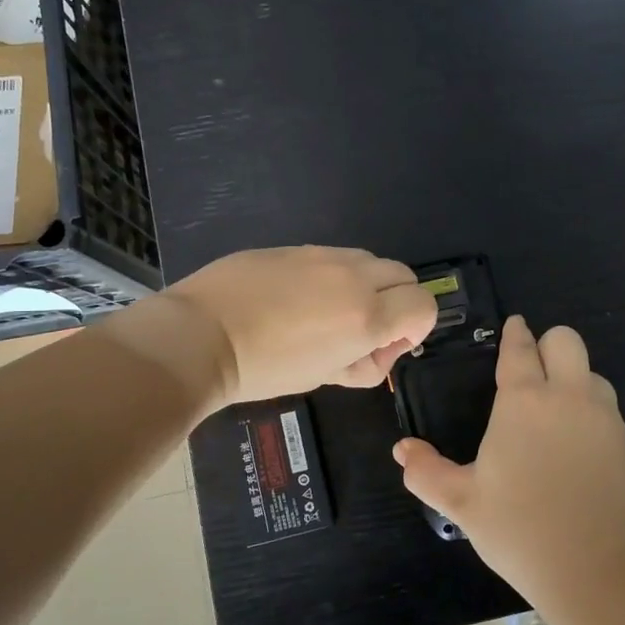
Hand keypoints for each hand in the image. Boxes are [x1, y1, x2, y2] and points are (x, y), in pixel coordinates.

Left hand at [166, 246, 439, 405]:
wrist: (201, 335)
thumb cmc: (264, 369)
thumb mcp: (323, 377)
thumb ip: (363, 363)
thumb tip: (378, 351)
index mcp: (366, 316)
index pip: (423, 305)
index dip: (416, 328)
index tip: (388, 345)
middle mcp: (354, 277)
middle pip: (404, 275)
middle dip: (397, 302)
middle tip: (365, 330)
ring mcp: (323, 255)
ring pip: (369, 261)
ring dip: (367, 285)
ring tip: (330, 313)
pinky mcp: (295, 247)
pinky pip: (332, 257)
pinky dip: (334, 276)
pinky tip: (298, 298)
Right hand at [394, 316, 624, 601]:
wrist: (594, 566)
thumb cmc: (519, 528)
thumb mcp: (461, 502)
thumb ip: (426, 472)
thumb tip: (401, 450)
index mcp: (524, 401)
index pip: (520, 349)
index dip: (515, 334)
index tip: (514, 327)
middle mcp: (567, 396)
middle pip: (566, 340)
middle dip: (547, 344)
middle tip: (531, 369)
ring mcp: (602, 417)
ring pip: (592, 371)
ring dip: (573, 376)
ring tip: (554, 407)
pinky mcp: (624, 442)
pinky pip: (606, 405)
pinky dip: (590, 406)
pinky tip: (575, 439)